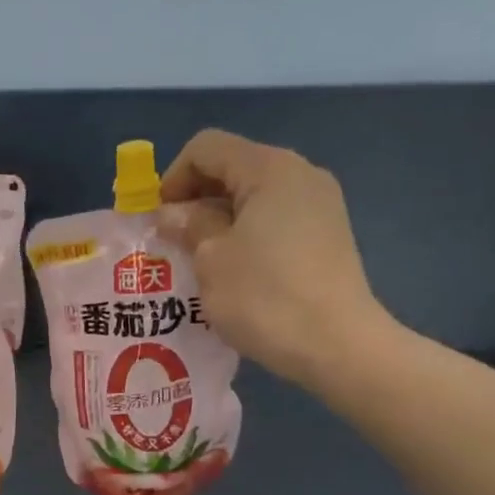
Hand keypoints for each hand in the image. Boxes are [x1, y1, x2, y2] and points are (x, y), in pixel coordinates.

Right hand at [157, 129, 400, 398]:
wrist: (337, 346)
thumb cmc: (265, 297)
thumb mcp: (211, 259)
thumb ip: (189, 225)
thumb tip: (173, 213)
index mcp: (270, 169)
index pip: (207, 148)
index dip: (173, 177)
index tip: (158, 219)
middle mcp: (300, 174)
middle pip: (233, 167)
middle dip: (195, 199)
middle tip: (172, 240)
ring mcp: (320, 205)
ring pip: (253, 196)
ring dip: (218, 220)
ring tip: (198, 259)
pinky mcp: (327, 235)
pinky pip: (275, 219)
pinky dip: (246, 234)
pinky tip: (233, 271)